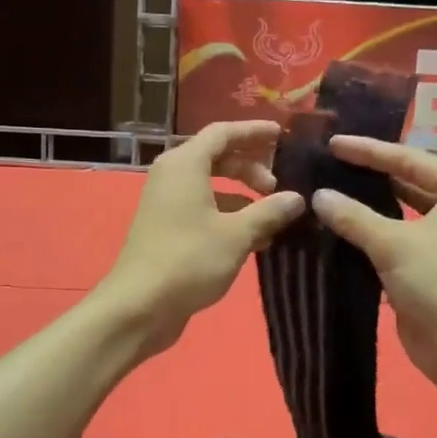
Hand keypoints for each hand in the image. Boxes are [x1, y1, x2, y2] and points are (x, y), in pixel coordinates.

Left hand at [96, 121, 305, 359]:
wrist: (140, 306)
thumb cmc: (189, 260)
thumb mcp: (237, 234)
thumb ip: (269, 211)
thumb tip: (297, 198)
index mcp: (185, 164)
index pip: (223, 133)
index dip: (253, 131)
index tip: (282, 136)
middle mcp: (173, 177)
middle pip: (217, 158)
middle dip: (251, 168)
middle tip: (279, 186)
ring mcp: (167, 205)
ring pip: (212, 188)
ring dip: (243, 198)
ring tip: (274, 219)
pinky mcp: (168, 231)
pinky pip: (204, 211)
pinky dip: (229, 218)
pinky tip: (256, 241)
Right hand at [310, 136, 436, 395]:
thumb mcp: (394, 243)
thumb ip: (353, 216)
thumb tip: (318, 196)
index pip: (410, 159)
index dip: (368, 151)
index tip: (332, 144)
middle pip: (407, 182)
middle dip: (368, 176)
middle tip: (326, 164)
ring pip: (401, 213)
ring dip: (368, 207)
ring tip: (327, 191)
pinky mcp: (434, 266)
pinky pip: (399, 240)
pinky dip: (372, 235)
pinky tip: (338, 228)